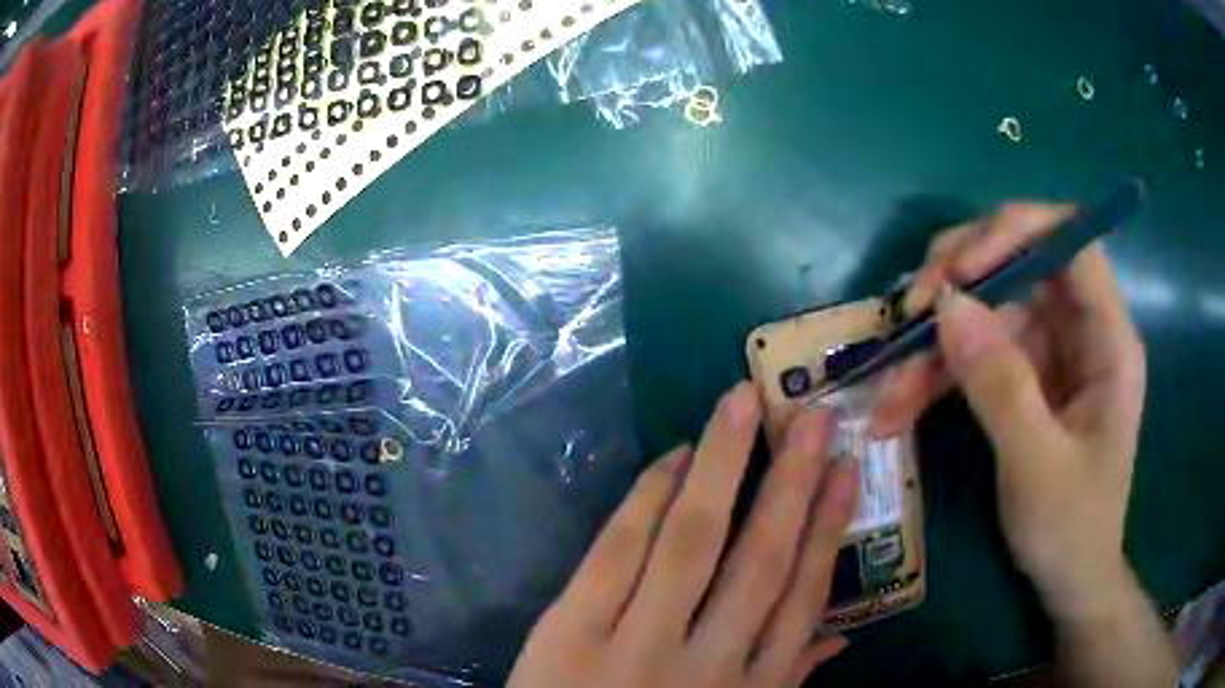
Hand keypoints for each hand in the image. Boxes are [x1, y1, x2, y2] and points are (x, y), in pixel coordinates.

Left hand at [508, 383, 858, 687]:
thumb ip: (786, 683)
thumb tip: (841, 640)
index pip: (801, 600)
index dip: (827, 532)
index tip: (845, 473)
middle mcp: (703, 663)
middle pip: (758, 560)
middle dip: (790, 483)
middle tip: (813, 416)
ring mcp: (633, 644)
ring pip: (691, 542)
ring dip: (723, 465)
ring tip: (743, 403)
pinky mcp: (570, 630)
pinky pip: (616, 553)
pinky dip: (645, 499)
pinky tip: (673, 457)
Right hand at [869, 203, 1146, 605]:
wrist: (1069, 580)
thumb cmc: (1071, 530)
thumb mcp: (1037, 467)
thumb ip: (1000, 386)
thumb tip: (947, 305)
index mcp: (1108, 340)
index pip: (1070, 242)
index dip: (1015, 234)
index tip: (960, 272)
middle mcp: (1079, 330)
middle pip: (1018, 264)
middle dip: (958, 283)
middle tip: (907, 314)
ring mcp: (1049, 351)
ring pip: (986, 311)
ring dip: (934, 344)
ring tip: (888, 388)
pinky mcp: (1023, 377)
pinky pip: (975, 354)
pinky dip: (935, 376)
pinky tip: (898, 408)